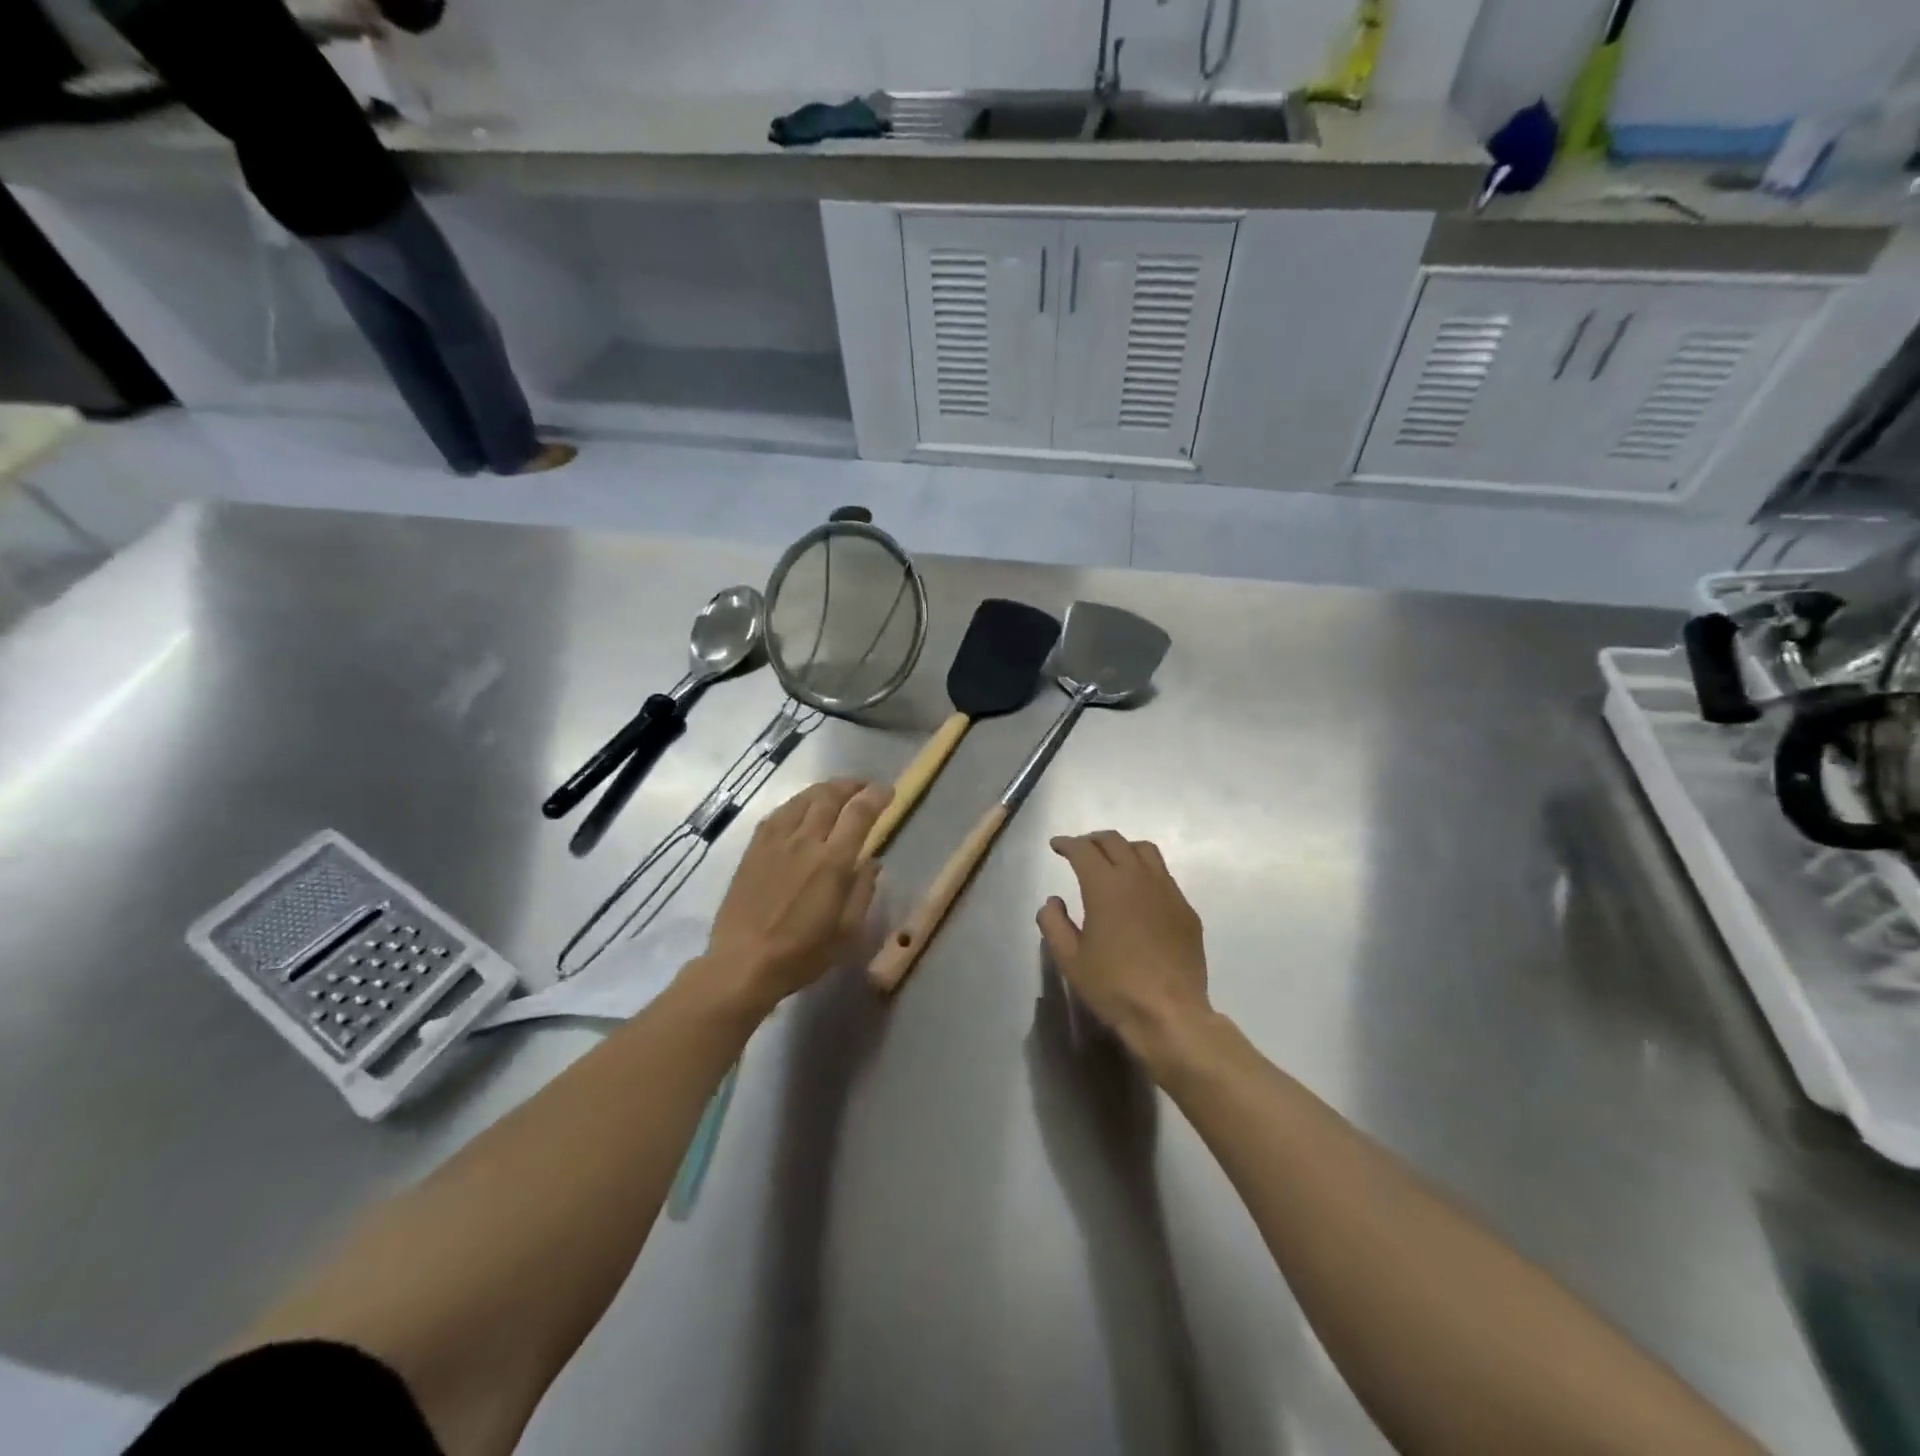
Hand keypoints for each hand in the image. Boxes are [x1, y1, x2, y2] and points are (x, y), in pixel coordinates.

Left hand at [695, 780, 890, 1017]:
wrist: (742, 964)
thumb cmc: (801, 954)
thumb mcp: (847, 932)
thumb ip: (863, 891)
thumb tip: (871, 863)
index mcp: (833, 862)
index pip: (859, 813)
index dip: (876, 796)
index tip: (888, 791)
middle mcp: (805, 841)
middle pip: (831, 797)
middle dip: (852, 785)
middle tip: (865, 786)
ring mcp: (776, 841)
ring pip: (804, 799)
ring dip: (826, 789)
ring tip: (837, 791)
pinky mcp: (754, 848)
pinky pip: (780, 812)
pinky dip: (798, 803)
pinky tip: (803, 808)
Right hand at [1037, 832, 1210, 1073]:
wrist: (1170, 1014)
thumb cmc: (1113, 986)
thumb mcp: (1069, 960)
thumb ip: (1053, 923)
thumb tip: (1053, 901)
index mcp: (1105, 886)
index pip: (1084, 850)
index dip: (1067, 844)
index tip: (1056, 846)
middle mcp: (1138, 878)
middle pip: (1115, 841)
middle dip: (1093, 840)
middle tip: (1080, 849)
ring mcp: (1167, 891)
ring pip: (1144, 851)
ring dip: (1122, 848)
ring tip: (1111, 861)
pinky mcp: (1186, 909)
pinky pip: (1164, 875)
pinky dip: (1145, 871)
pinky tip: (1139, 891)